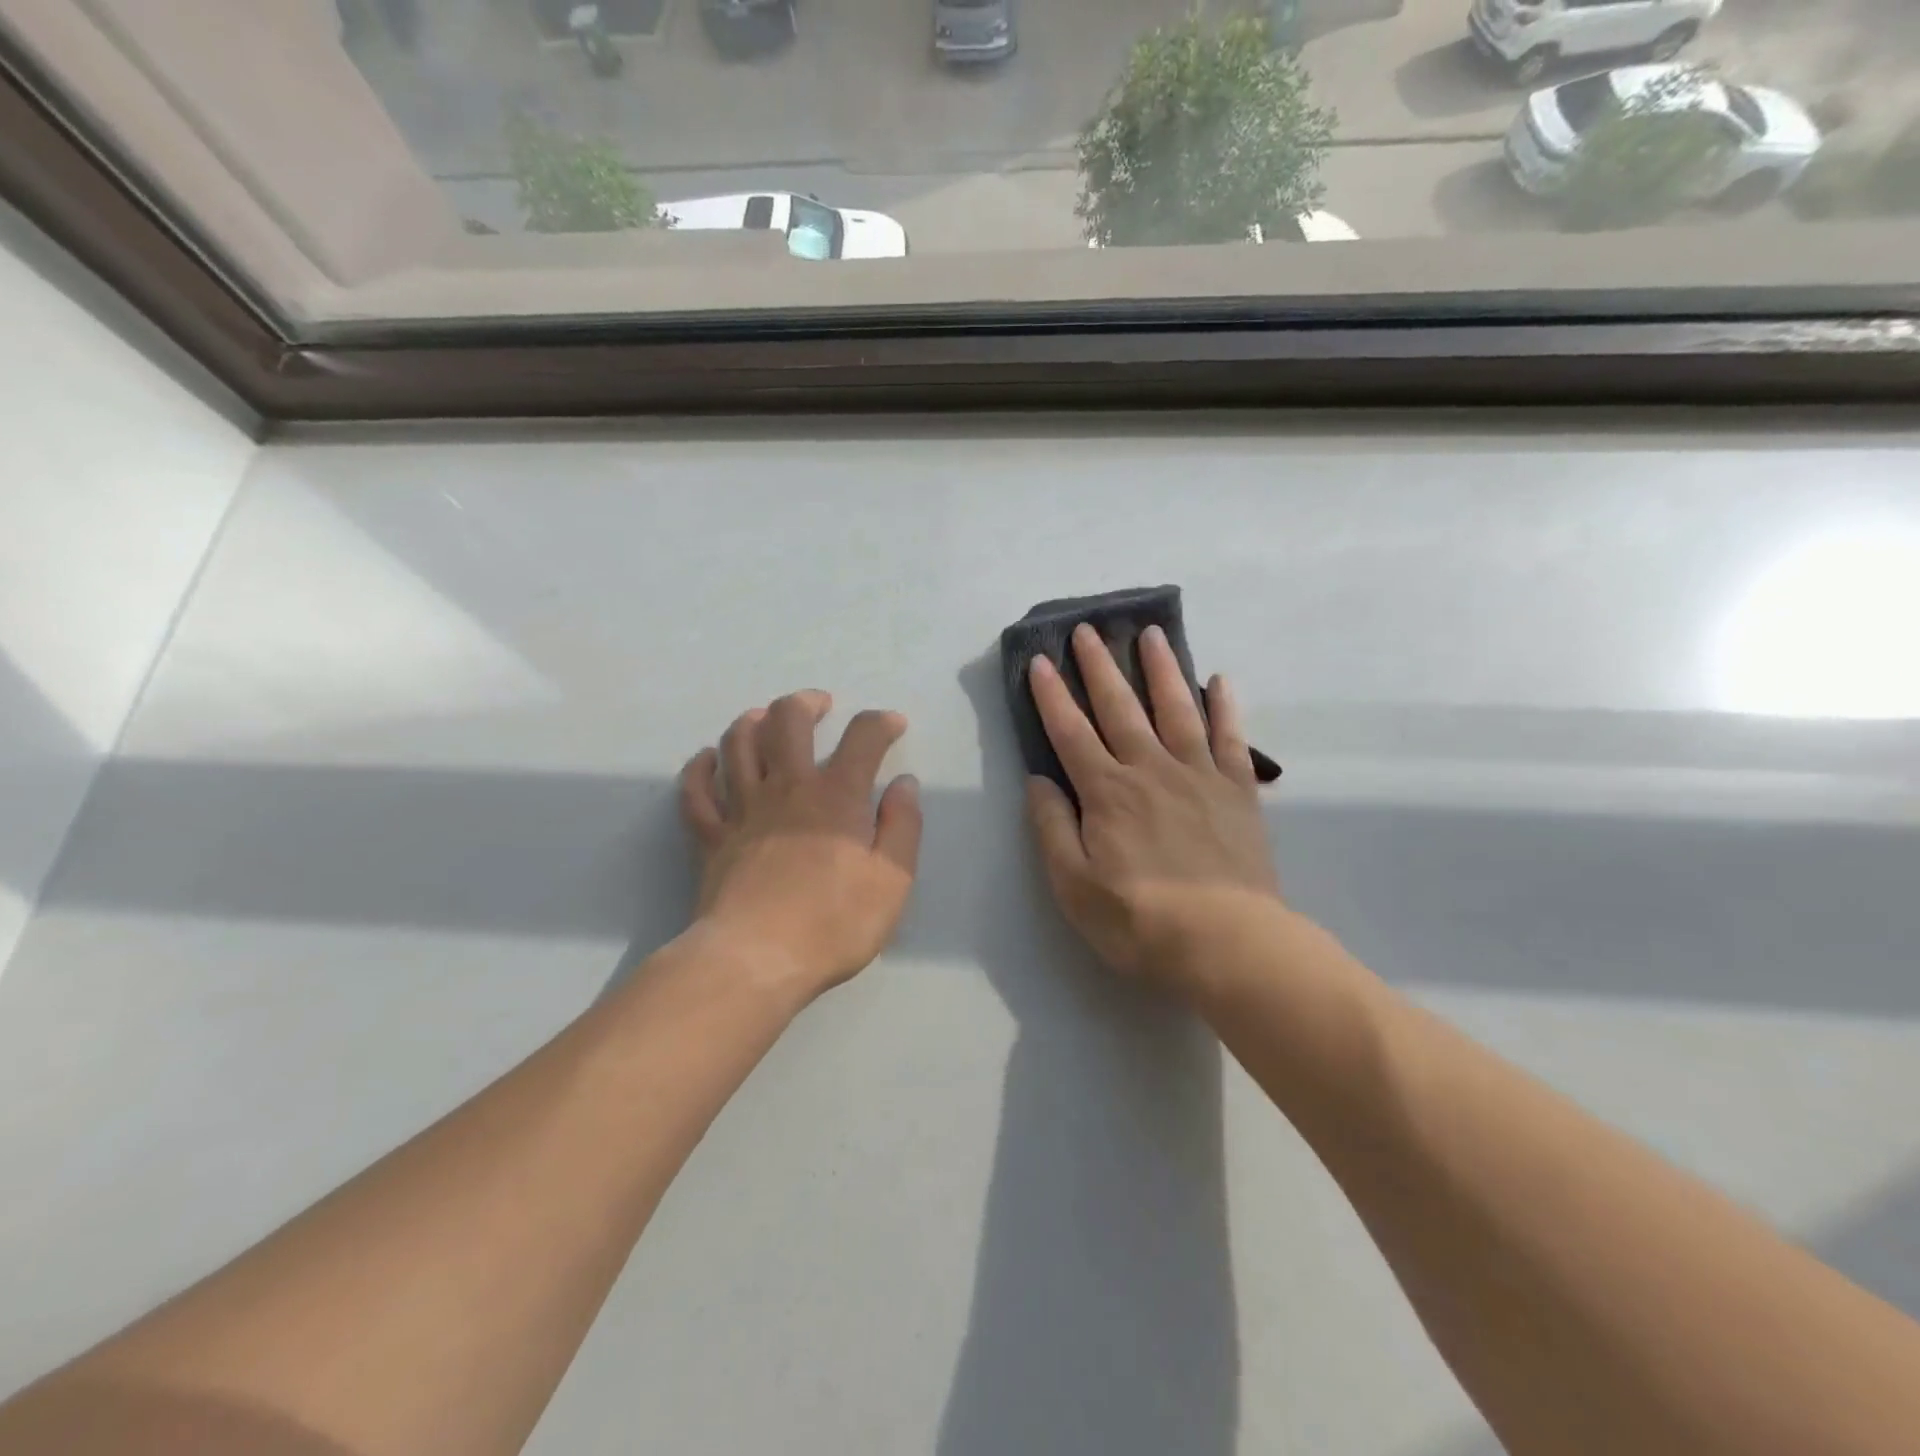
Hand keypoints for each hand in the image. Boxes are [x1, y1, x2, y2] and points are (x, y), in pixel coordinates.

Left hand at [680, 691, 921, 1002]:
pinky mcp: (710, 837)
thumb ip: (903, 827)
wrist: (755, 961)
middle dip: (806, 702)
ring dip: (752, 721)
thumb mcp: (893, 882)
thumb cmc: (832, 924)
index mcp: (836, 797)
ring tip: (766, 719)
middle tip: (821, 706)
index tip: (892, 725)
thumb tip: (905, 785)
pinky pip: (696, 790)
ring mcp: (742, 809)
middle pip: (788, 720)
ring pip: (737, 743)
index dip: (880, 722)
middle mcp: (787, 788)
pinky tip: (709, 760)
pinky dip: (700, 768)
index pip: (862, 737)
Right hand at [1026, 624, 1283, 996]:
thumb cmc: (1140, 920)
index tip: (1038, 661)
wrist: (1227, 944)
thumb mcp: (1074, 886)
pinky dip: (1226, 707)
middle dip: (1099, 667)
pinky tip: (1221, 681)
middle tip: (1087, 629)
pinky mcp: (1238, 790)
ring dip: (1161, 669)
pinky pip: (1231, 738)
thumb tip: (1037, 780)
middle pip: (1120, 707)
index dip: (1051, 696)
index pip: (1070, 733)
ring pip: (1176, 709)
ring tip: (1151, 634)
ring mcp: (1199, 775)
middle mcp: (1151, 769)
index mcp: (1107, 792)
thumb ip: (1053, 829)